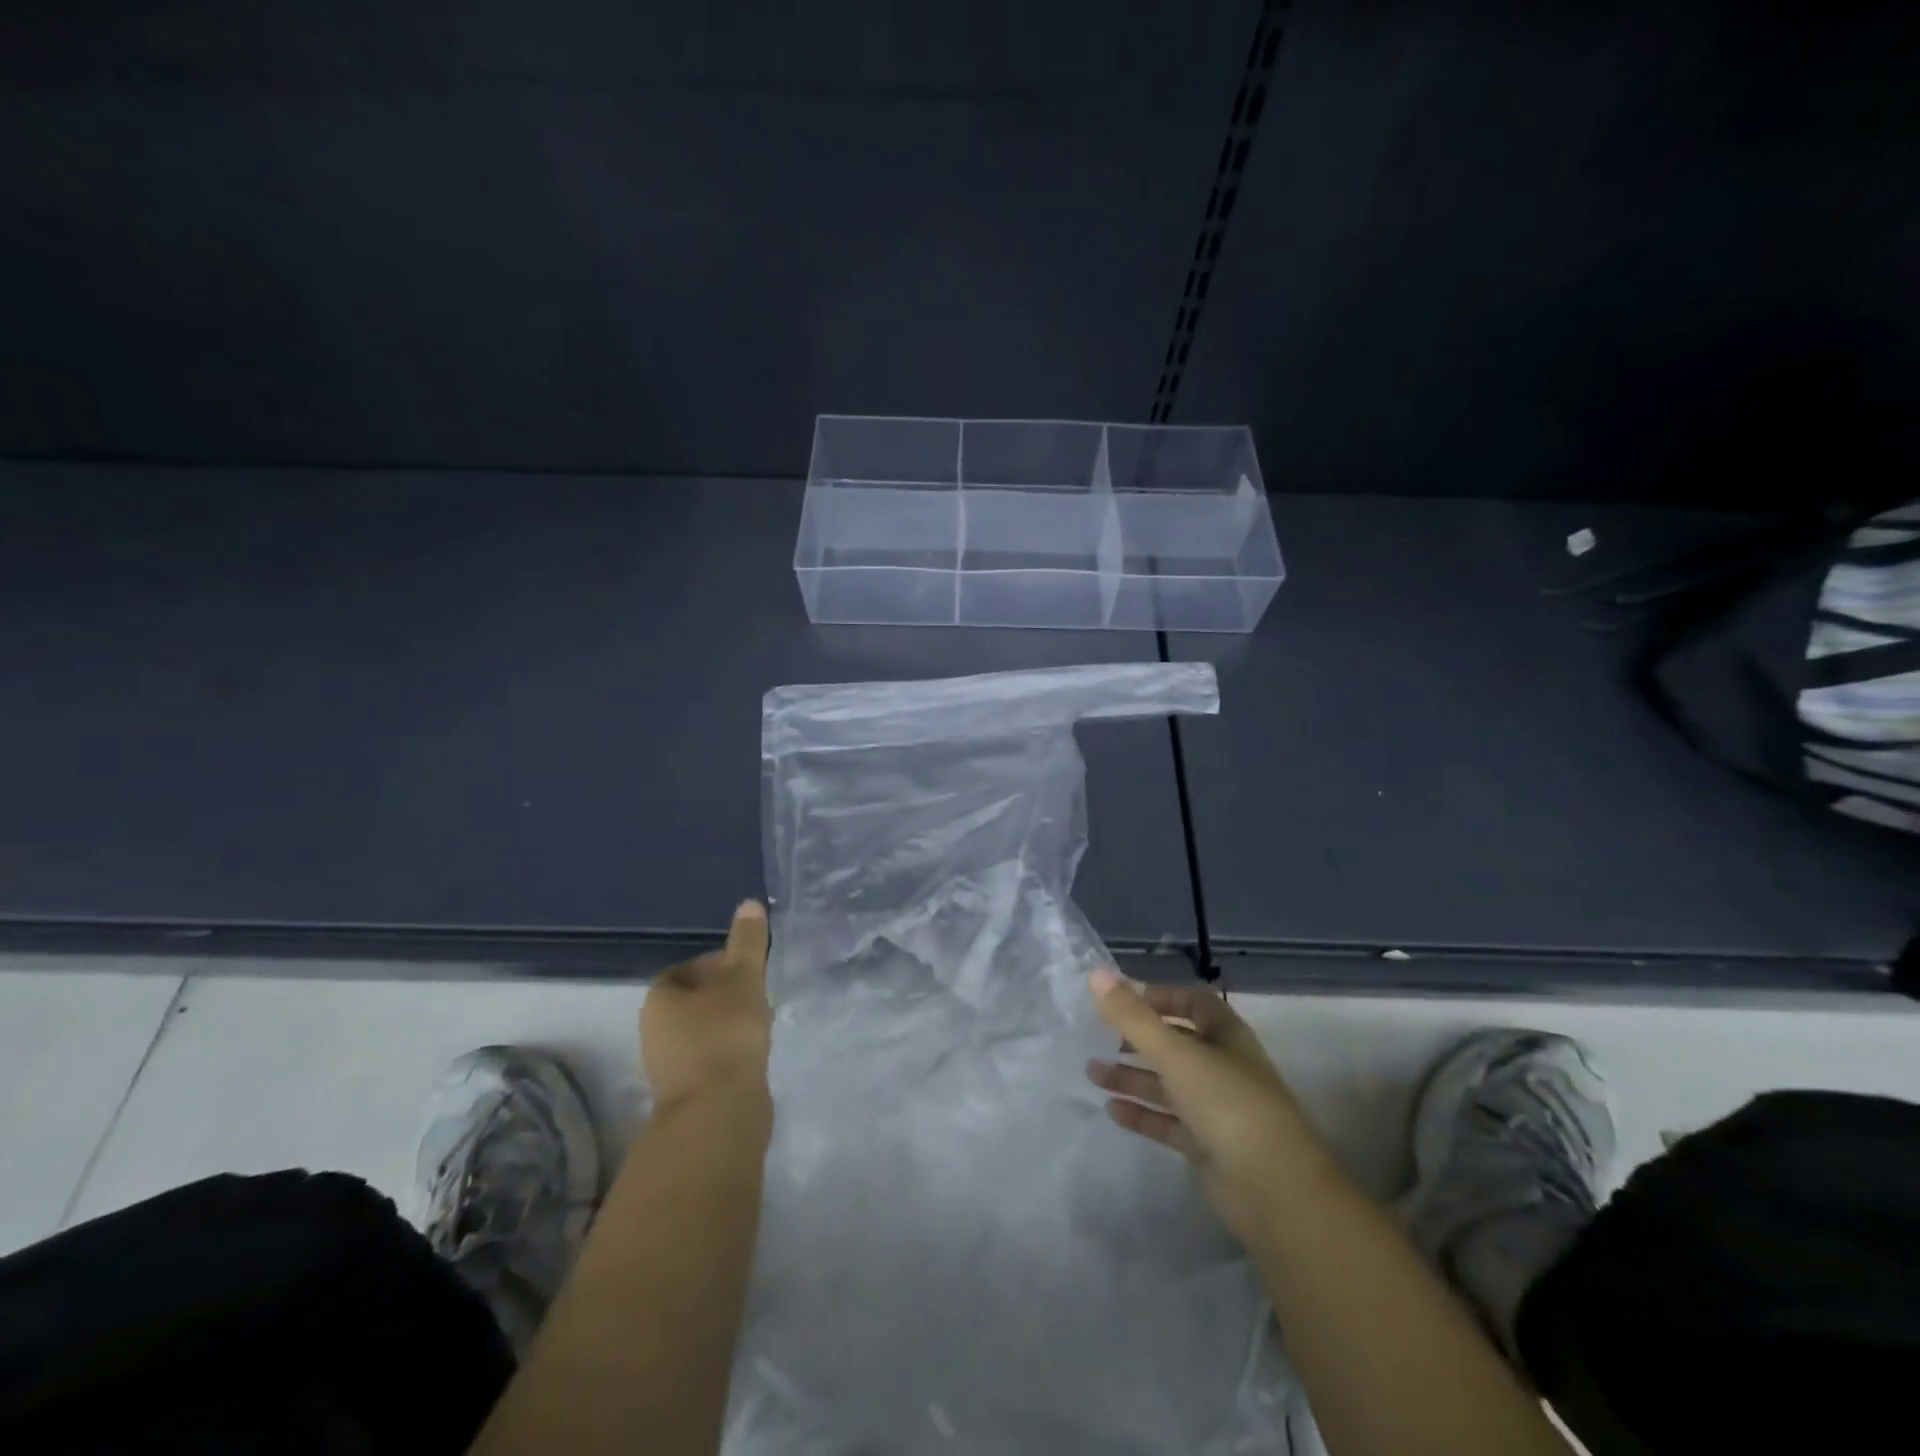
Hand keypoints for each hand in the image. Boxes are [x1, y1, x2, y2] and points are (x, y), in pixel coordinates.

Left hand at [641, 900, 772, 1114]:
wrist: (718, 1114)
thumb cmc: (725, 1035)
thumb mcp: (743, 979)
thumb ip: (748, 942)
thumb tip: (750, 903)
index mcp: (660, 998)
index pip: (688, 968)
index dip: (720, 962)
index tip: (750, 968)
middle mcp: (656, 1030)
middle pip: (696, 1000)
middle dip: (728, 994)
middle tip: (761, 993)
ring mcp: (670, 1065)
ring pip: (704, 1030)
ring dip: (731, 1023)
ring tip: (763, 1022)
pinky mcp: (689, 1092)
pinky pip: (712, 1057)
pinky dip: (732, 1051)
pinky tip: (756, 1053)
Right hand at [1085, 968, 1330, 1244]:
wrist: (1274, 1188)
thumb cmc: (1226, 1103)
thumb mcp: (1175, 1053)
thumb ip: (1132, 1016)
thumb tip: (1096, 973)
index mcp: (1226, 1035)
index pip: (1193, 1002)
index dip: (1159, 997)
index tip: (1121, 1000)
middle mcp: (1223, 1066)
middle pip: (1176, 1043)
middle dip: (1138, 1040)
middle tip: (1100, 1039)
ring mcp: (1218, 1108)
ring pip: (1169, 1084)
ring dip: (1133, 1077)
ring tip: (1091, 1073)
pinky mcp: (1209, 1146)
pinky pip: (1169, 1122)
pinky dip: (1143, 1114)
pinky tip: (1112, 1111)